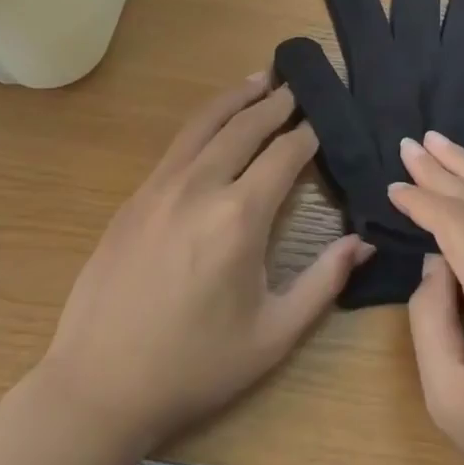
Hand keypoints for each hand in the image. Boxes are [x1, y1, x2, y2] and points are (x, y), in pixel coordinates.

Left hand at [39, 72, 371, 455]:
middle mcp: (201, 186)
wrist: (98, 385)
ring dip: (237, 98)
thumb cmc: (194, 366)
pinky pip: (178, 144)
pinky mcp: (136, 195)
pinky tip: (215, 123)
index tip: (325, 118)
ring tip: (261, 79)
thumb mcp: (272, 335)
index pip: (284, 154)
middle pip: (246, 126)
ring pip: (206, 123)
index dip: (309, 133)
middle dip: (277, 102)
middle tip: (299, 84)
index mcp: (239, 218)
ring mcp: (161, 186)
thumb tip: (364, 241)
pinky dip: (205, 121)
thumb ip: (324, 282)